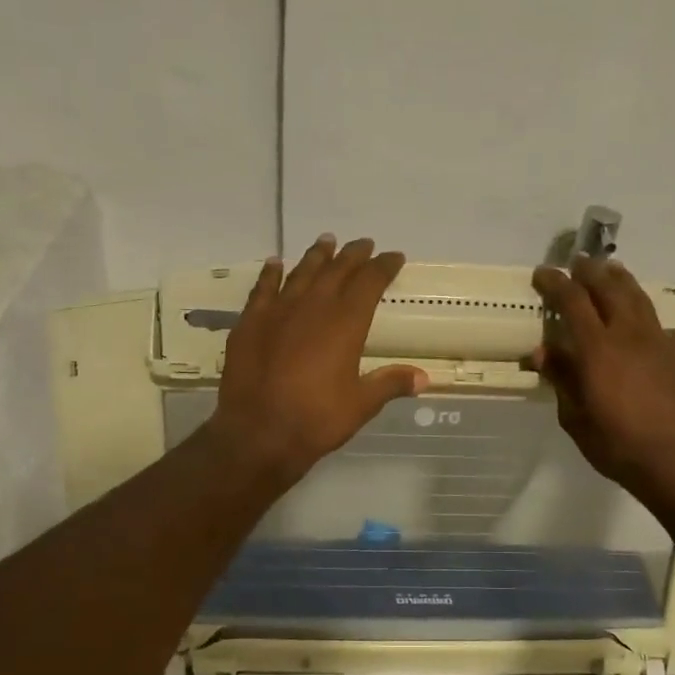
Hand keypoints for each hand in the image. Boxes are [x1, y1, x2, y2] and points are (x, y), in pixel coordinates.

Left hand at [208, 236, 426, 485]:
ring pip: (301, 272)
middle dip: (353, 255)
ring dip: (316, 256)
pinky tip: (275, 264)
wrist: (258, 432)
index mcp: (346, 323)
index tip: (394, 257)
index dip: (384, 267)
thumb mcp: (361, 405)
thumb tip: (424, 378)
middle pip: (337, 270)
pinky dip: (271, 273)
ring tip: (326, 242)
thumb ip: (390, 384)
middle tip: (364, 244)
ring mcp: (278, 311)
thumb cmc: (316, 419)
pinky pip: (262, 288)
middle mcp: (314, 307)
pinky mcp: (250, 322)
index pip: (370, 282)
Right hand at [531, 257, 674, 493]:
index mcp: (598, 349)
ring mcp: (660, 342)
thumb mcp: (576, 419)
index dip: (555, 283)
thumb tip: (544, 351)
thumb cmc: (619, 446)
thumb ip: (562, 380)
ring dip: (620, 280)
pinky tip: (639, 321)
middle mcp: (630, 335)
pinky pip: (657, 323)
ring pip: (638, 298)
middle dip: (590, 272)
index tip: (542, 272)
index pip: (573, 301)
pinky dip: (641, 312)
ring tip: (610, 270)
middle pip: (609, 288)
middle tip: (577, 262)